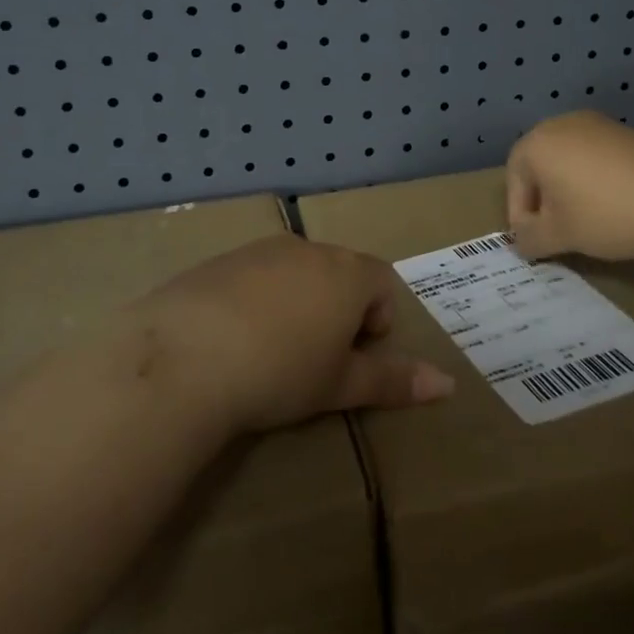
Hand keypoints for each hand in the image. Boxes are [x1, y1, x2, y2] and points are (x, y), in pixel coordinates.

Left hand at [135, 234, 454, 433]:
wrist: (186, 357)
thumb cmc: (281, 372)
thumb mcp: (340, 384)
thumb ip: (394, 380)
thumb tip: (448, 384)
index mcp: (347, 273)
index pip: (382, 283)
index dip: (376, 322)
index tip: (352, 357)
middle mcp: (308, 250)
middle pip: (339, 273)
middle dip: (338, 311)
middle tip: (315, 359)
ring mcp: (261, 250)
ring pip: (296, 272)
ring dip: (298, 303)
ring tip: (272, 351)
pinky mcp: (220, 260)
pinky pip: (254, 275)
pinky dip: (257, 300)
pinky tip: (233, 339)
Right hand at [507, 111, 633, 262]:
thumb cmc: (604, 215)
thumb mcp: (558, 236)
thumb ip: (529, 239)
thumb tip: (521, 241)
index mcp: (537, 143)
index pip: (513, 179)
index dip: (519, 213)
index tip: (533, 240)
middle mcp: (561, 124)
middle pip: (539, 165)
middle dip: (542, 199)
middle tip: (554, 230)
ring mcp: (596, 124)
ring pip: (567, 159)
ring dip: (567, 188)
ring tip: (583, 220)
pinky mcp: (625, 132)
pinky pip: (594, 156)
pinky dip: (592, 179)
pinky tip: (610, 205)